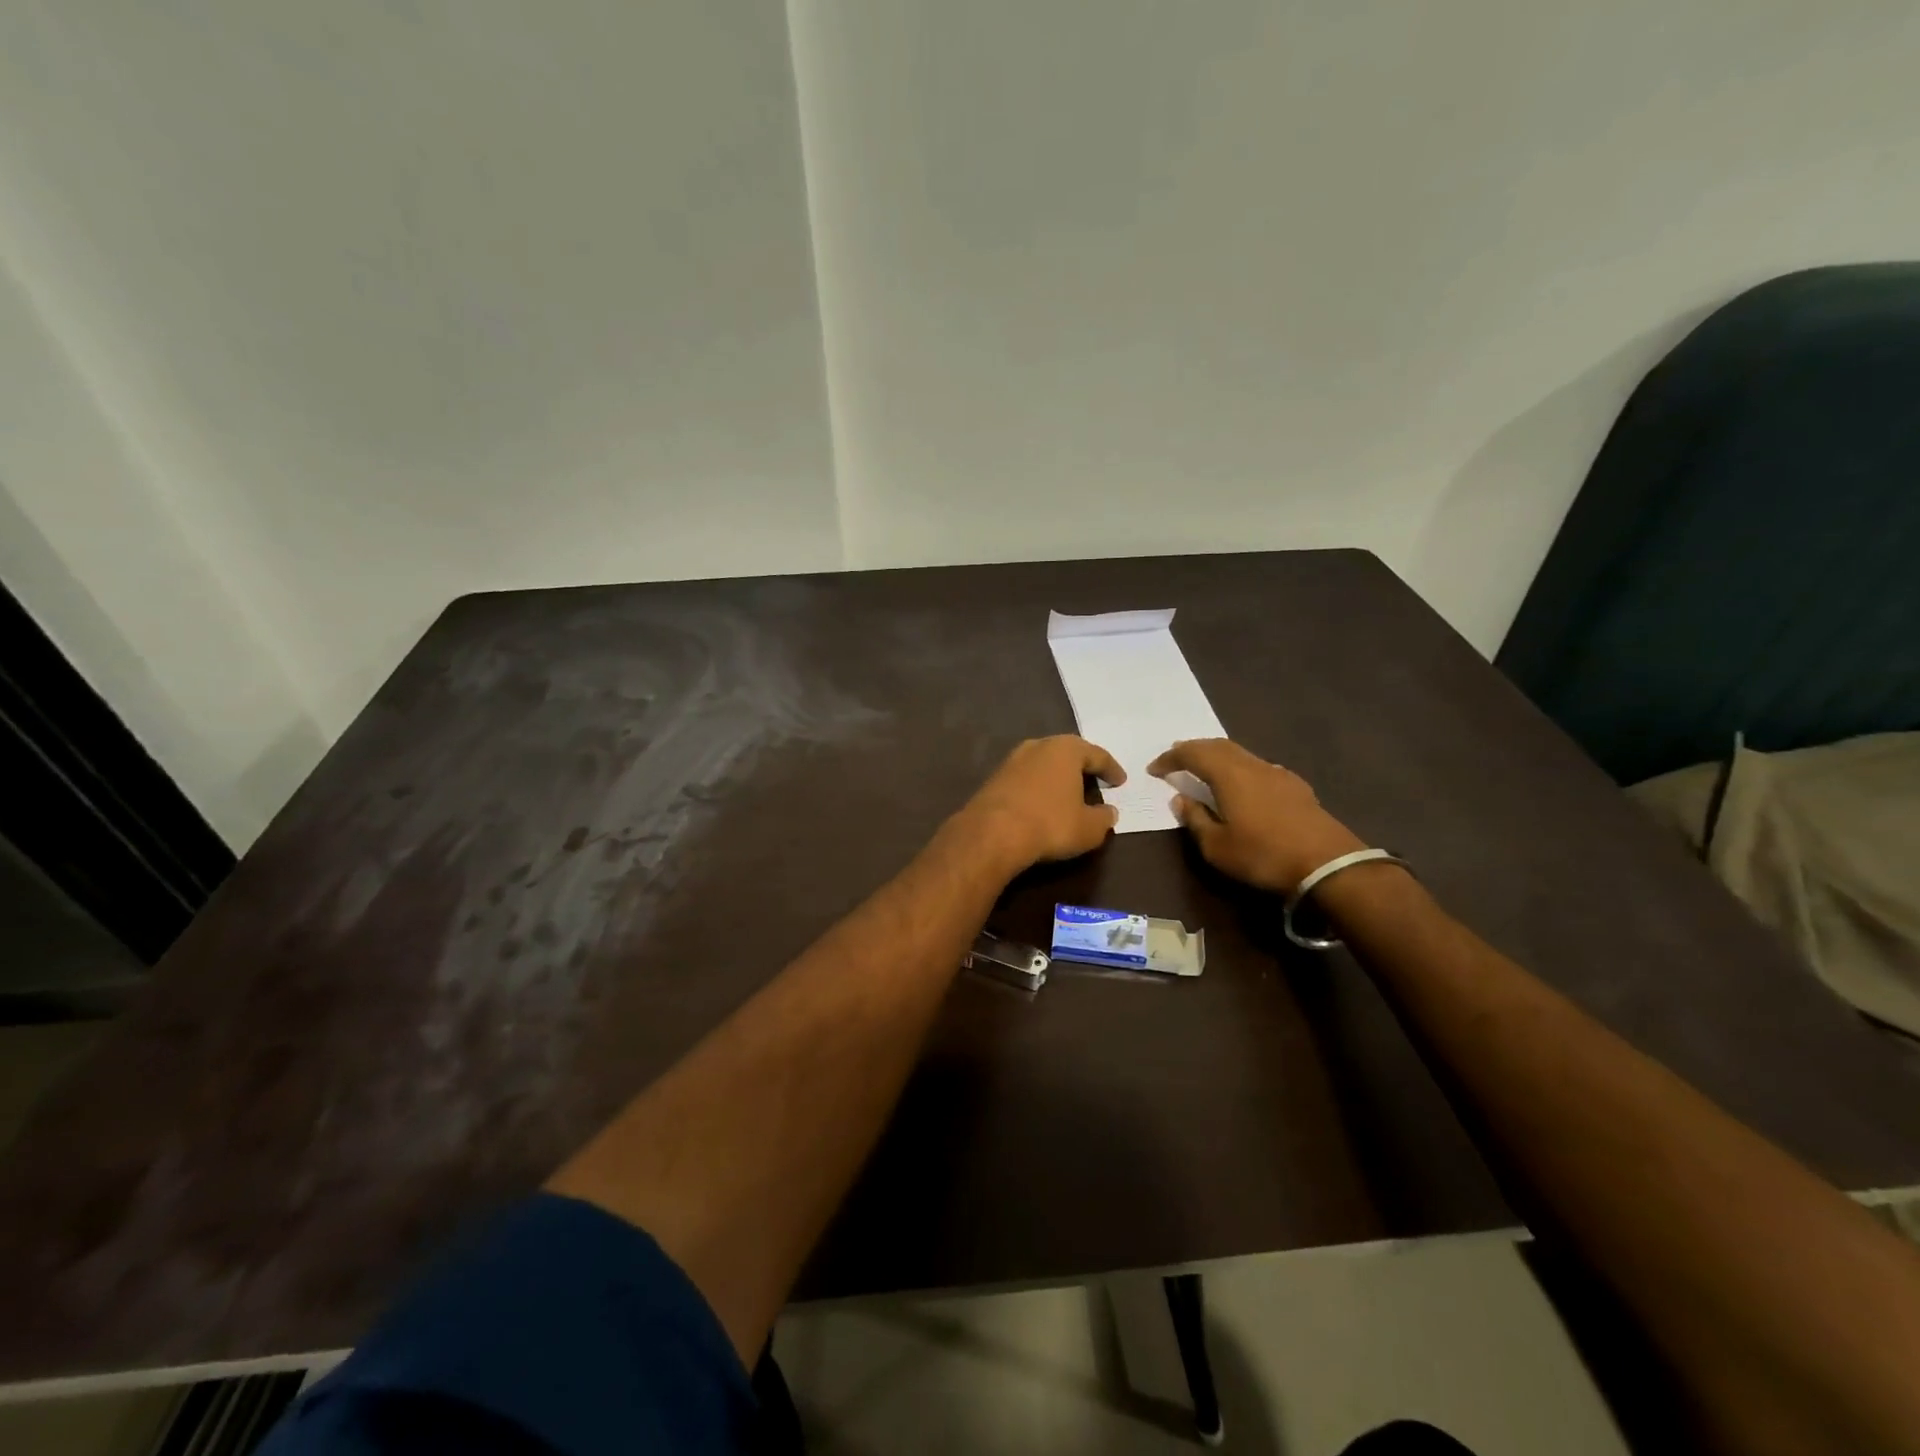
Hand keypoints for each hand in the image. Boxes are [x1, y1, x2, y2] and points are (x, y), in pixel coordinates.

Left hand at [954, 735, 1124, 874]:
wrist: (992, 833)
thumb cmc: (1050, 824)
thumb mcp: (1089, 828)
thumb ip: (1104, 818)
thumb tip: (1109, 813)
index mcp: (1066, 749)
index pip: (1097, 755)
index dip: (1111, 769)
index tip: (1121, 781)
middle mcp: (1038, 746)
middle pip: (1067, 753)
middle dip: (1082, 767)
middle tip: (1095, 781)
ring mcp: (1012, 760)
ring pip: (1043, 764)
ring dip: (1057, 777)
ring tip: (1068, 792)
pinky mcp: (994, 778)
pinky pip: (1026, 778)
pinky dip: (1038, 788)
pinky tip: (1042, 803)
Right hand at [1147, 739, 1364, 893]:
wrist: (1328, 865)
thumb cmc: (1263, 855)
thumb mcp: (1217, 847)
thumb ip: (1196, 820)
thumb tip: (1180, 800)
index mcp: (1229, 775)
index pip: (1192, 753)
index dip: (1170, 758)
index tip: (1154, 769)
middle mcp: (1252, 765)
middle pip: (1218, 745)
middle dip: (1193, 749)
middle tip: (1176, 758)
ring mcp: (1277, 773)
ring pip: (1240, 753)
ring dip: (1217, 756)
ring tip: (1204, 768)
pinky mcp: (1295, 786)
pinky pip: (1257, 766)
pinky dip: (1239, 767)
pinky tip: (1241, 784)